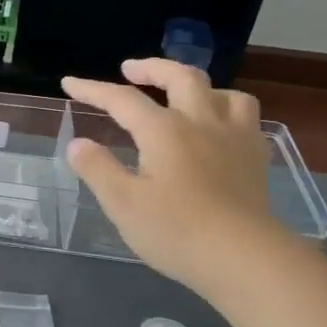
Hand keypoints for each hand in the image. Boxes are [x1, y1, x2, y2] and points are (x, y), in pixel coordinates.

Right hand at [62, 59, 282, 293]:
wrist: (245, 258)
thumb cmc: (176, 231)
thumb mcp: (122, 203)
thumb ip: (98, 169)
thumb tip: (79, 143)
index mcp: (164, 130)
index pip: (122, 99)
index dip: (93, 89)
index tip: (69, 83)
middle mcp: (201, 123)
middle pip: (181, 77)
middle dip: (152, 68)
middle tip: (130, 70)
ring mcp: (235, 138)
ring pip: (224, 93)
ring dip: (198, 87)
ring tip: (182, 96)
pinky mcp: (256, 159)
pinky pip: (246, 119)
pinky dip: (227, 112)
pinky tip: (218, 129)